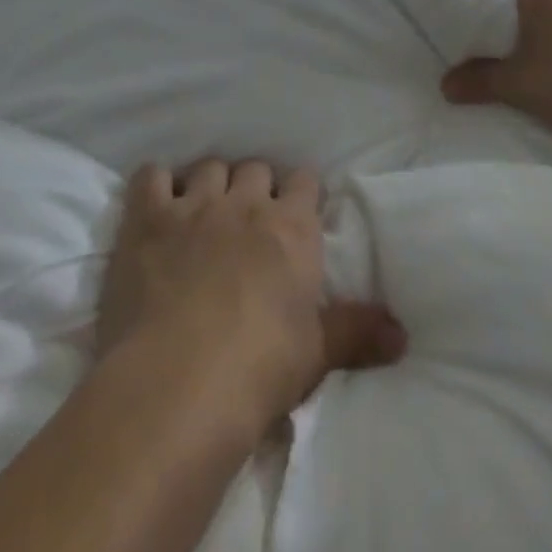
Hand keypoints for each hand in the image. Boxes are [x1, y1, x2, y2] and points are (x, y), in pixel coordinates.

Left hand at [98, 159, 406, 434]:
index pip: (306, 181)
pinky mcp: (148, 219)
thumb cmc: (258, 370)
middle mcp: (246, 203)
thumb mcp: (316, 355)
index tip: (297, 210)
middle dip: (256, 185)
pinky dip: (156, 182)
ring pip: (209, 167)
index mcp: (292, 228)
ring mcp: (194, 206)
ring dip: (211, 183)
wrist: (177, 384)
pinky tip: (156, 201)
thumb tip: (403, 337)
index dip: (301, 192)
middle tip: (249, 216)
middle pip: (256, 168)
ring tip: (205, 209)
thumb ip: (356, 334)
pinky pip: (151, 176)